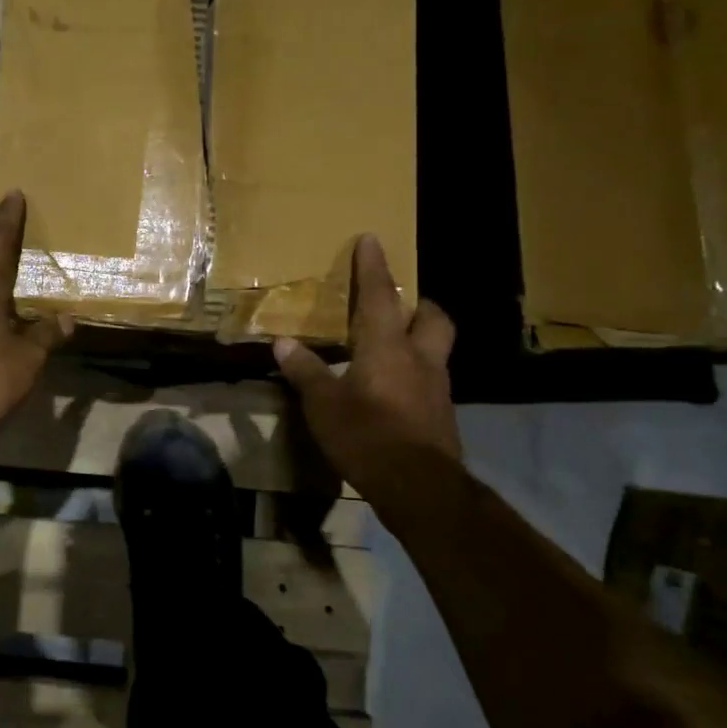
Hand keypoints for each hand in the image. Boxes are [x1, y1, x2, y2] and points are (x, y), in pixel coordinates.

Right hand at [273, 235, 460, 483]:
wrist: (420, 487)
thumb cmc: (367, 436)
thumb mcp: (324, 405)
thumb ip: (305, 371)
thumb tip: (283, 342)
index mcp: (388, 348)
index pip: (379, 296)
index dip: (373, 267)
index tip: (372, 239)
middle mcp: (420, 359)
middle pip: (432, 318)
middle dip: (418, 304)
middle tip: (401, 304)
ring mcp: (437, 388)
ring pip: (437, 349)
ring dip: (421, 339)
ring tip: (395, 347)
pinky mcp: (443, 416)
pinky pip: (432, 381)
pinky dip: (416, 374)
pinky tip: (397, 391)